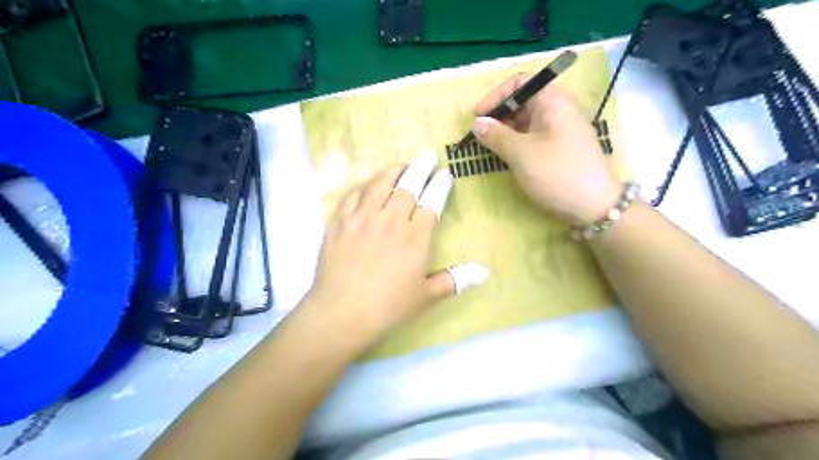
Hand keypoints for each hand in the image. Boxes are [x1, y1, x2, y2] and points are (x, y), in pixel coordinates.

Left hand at [305, 150, 483, 344]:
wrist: (341, 314)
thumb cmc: (389, 307)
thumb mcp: (427, 296)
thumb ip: (455, 280)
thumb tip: (485, 272)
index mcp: (415, 237)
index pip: (432, 201)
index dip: (440, 185)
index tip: (445, 174)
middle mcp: (390, 220)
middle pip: (408, 184)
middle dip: (421, 167)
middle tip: (427, 155)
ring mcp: (362, 218)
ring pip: (379, 183)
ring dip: (393, 170)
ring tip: (401, 164)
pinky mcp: (340, 222)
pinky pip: (353, 195)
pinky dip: (364, 186)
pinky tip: (368, 186)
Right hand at [474, 74, 620, 226]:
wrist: (594, 207)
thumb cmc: (556, 173)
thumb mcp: (521, 153)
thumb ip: (496, 135)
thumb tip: (476, 123)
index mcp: (553, 102)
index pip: (521, 82)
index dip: (496, 95)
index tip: (478, 116)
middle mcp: (558, 111)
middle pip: (523, 102)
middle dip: (498, 115)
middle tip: (481, 135)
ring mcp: (560, 132)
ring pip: (526, 122)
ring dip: (506, 131)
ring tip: (490, 148)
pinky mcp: (559, 150)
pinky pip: (533, 138)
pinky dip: (517, 144)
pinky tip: (507, 157)